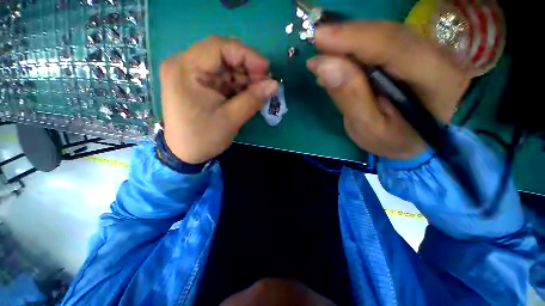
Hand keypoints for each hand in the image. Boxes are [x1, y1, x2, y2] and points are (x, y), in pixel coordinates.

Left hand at [160, 36, 277, 163]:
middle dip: (247, 68)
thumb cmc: (203, 138)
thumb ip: (253, 99)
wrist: (185, 154)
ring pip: (224, 67)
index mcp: (186, 69)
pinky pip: (221, 78)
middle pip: (222, 55)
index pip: (220, 47)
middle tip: (264, 83)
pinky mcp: (197, 84)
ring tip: (258, 91)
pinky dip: (237, 85)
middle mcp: (184, 65)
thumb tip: (275, 84)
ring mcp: (190, 74)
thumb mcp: (231, 119)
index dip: (247, 55)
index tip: (267, 70)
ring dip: (244, 78)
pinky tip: (247, 95)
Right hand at [307, 22, 469, 159]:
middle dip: (347, 36)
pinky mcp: (414, 51)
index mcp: (437, 80)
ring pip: (384, 33)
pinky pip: (382, 40)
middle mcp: (438, 55)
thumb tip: (324, 66)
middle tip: (315, 41)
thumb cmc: (394, 140)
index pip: (393, 47)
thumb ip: (350, 97)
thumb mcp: (369, 128)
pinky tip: (338, 56)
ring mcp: (428, 50)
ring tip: (323, 50)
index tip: (319, 37)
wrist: (416, 140)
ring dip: (349, 39)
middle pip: (388, 34)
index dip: (353, 39)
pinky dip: (356, 46)